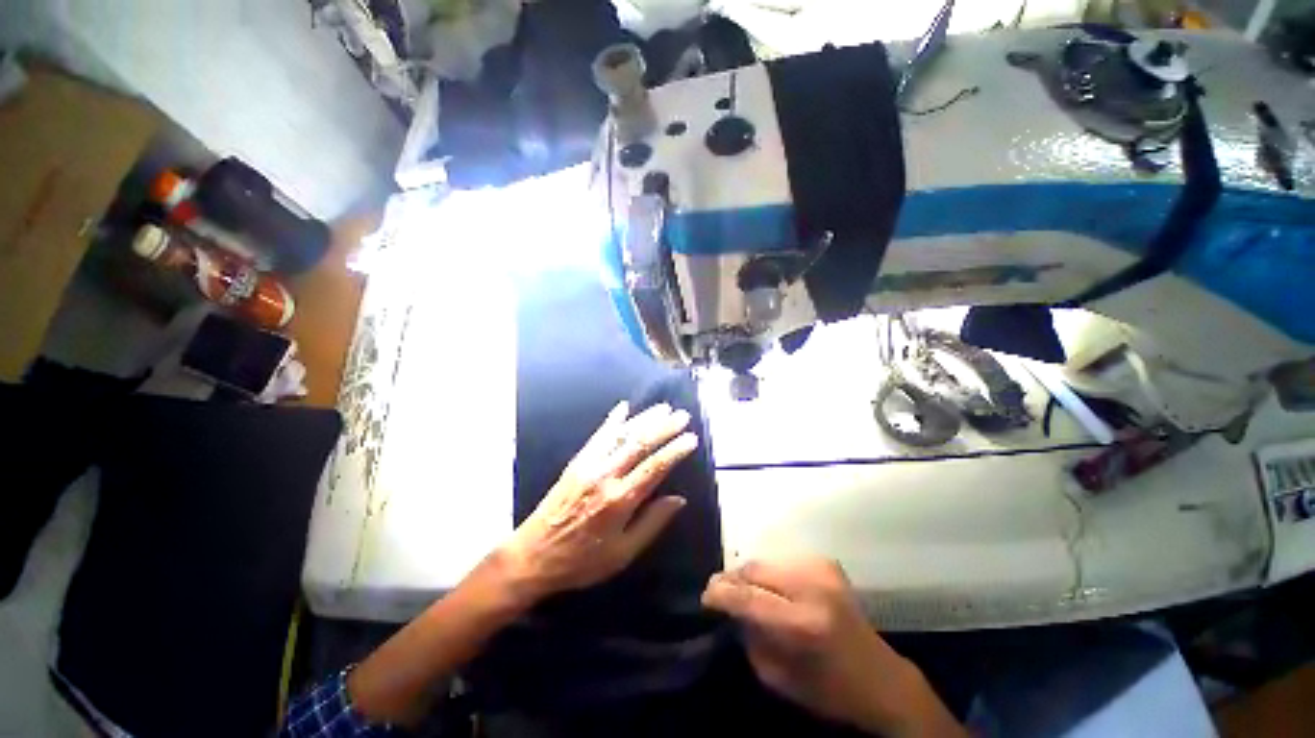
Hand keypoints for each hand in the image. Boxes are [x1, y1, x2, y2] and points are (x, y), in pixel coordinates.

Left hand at [501, 401, 698, 602]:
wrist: (533, 555)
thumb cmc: (581, 561)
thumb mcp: (622, 554)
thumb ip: (652, 523)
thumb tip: (679, 499)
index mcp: (619, 501)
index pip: (654, 468)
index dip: (675, 450)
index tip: (691, 438)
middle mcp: (605, 476)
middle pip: (639, 444)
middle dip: (663, 427)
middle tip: (682, 415)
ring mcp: (588, 465)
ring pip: (621, 435)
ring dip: (644, 418)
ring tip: (662, 408)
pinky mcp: (576, 462)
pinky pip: (598, 435)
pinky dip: (612, 420)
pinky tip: (623, 408)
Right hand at [702, 558, 964, 737]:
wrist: (881, 678)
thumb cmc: (830, 690)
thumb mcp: (780, 678)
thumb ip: (750, 637)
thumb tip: (731, 606)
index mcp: (805, 623)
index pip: (749, 596)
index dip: (721, 592)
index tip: (705, 596)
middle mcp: (813, 586)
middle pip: (755, 569)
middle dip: (732, 579)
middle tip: (719, 591)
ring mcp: (822, 569)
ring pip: (766, 561)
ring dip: (750, 576)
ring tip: (743, 591)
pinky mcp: (827, 563)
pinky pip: (782, 562)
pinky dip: (769, 574)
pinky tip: (769, 589)